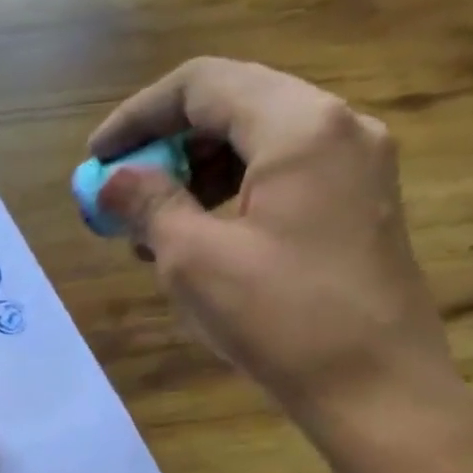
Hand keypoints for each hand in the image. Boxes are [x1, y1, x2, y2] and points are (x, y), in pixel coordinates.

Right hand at [91, 58, 460, 433]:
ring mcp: (357, 166)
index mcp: (299, 126)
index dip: (138, 115)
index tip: (96, 158)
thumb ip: (150, 206)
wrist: (376, 388)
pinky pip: (283, 176)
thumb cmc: (281, 320)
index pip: (203, 84)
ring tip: (153, 227)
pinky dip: (233, 194)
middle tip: (122, 195)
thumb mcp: (196, 261)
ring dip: (197, 173)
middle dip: (166, 145)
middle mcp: (338, 127)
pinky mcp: (360, 205)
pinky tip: (202, 239)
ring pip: (259, 142)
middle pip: (234, 105)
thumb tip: (114, 180)